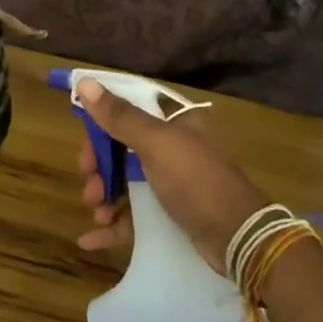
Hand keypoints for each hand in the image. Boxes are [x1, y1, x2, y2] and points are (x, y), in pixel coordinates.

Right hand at [75, 83, 270, 275]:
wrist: (238, 238)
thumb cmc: (196, 181)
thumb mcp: (156, 143)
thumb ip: (120, 116)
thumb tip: (84, 83)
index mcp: (175, 122)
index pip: (130, 109)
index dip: (103, 120)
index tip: (84, 137)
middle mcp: (173, 147)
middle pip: (121, 147)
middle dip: (99, 165)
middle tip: (89, 182)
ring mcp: (171, 182)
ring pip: (124, 182)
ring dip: (103, 194)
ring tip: (97, 210)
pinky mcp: (169, 213)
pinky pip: (132, 214)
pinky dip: (112, 224)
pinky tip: (91, 238)